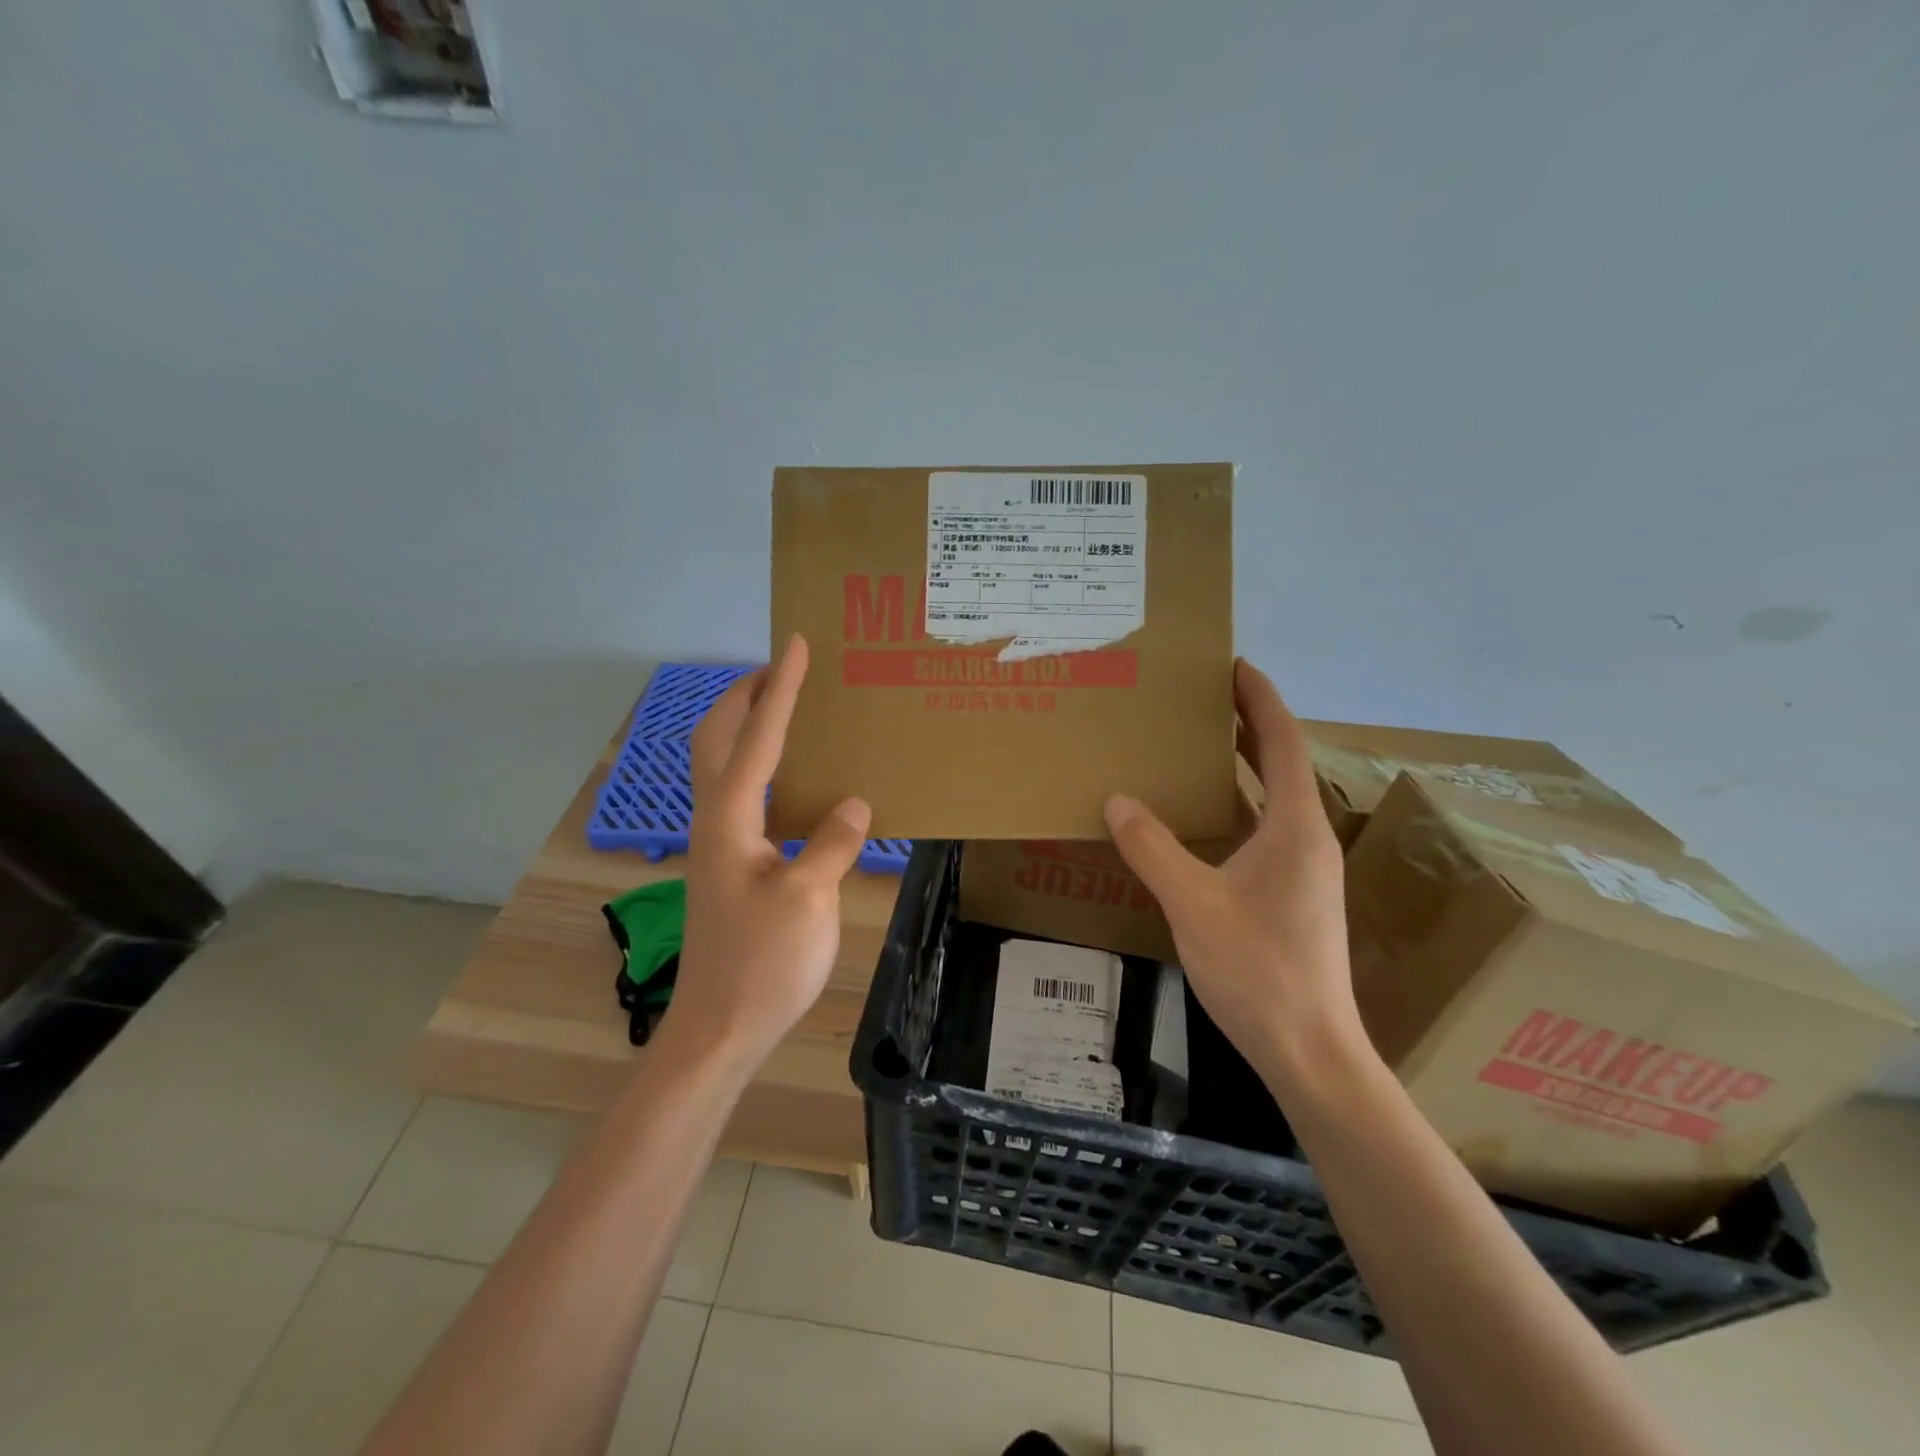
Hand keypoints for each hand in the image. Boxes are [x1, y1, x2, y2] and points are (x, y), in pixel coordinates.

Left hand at [658, 634, 872, 1073]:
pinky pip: (740, 795)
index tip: (794, 644)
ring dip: (746, 727)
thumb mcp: (809, 899)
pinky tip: (792, 782)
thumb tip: (854, 805)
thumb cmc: (763, 963)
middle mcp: (713, 821)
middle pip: (716, 739)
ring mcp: (716, 845)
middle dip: (744, 696)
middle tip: (781, 669)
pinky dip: (759, 767)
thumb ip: (832, 842)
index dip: (778, 688)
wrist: (719, 1028)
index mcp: (729, 819)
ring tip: (785, 711)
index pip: (757, 737)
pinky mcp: (727, 866)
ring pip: (721, 766)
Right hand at [1104, 659, 1365, 1084]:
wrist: (1309, 1050)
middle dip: (1246, 725)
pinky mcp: (1291, 894)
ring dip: (1239, 767)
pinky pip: (1261, 830)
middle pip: (1280, 764)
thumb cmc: (1257, 969)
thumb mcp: (1193, 903)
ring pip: (1271, 799)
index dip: (1260, 699)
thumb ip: (1152, 848)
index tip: (1233, 665)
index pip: (1282, 742)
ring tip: (1193, 744)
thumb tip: (1116, 799)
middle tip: (1201, 698)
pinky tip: (1198, 817)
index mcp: (1295, 827)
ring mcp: (1302, 869)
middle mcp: (1307, 838)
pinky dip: (1234, 807)